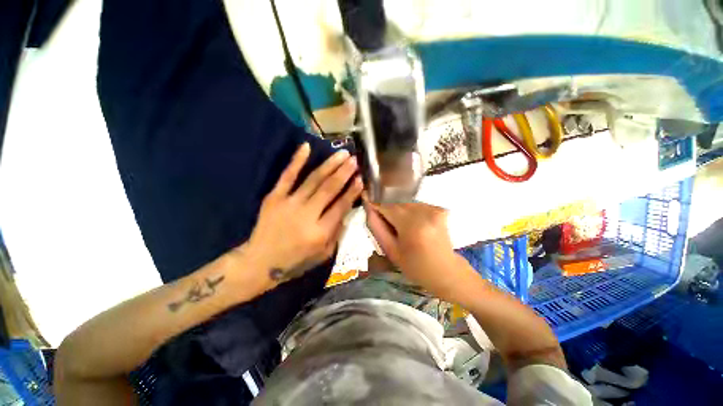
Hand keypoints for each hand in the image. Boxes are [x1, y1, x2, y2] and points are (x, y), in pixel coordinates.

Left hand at [247, 143, 361, 284]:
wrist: (260, 262)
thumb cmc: (296, 260)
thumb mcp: (324, 254)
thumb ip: (337, 232)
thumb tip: (347, 209)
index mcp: (320, 232)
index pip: (341, 206)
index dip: (352, 191)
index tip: (361, 179)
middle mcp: (306, 215)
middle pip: (329, 189)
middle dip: (344, 173)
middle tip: (354, 160)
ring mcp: (289, 203)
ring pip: (313, 179)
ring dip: (329, 165)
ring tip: (341, 154)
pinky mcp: (274, 197)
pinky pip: (287, 175)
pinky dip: (297, 160)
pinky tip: (306, 147)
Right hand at [365, 201, 475, 300]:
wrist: (446, 272)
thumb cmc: (416, 267)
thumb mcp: (391, 251)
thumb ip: (377, 228)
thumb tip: (368, 208)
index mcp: (411, 225)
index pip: (386, 206)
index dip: (376, 205)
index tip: (370, 208)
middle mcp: (424, 212)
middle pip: (397, 203)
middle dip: (388, 210)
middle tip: (388, 226)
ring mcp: (434, 209)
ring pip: (406, 203)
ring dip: (399, 211)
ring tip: (402, 228)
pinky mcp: (439, 209)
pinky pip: (416, 205)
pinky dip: (410, 212)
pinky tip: (413, 225)